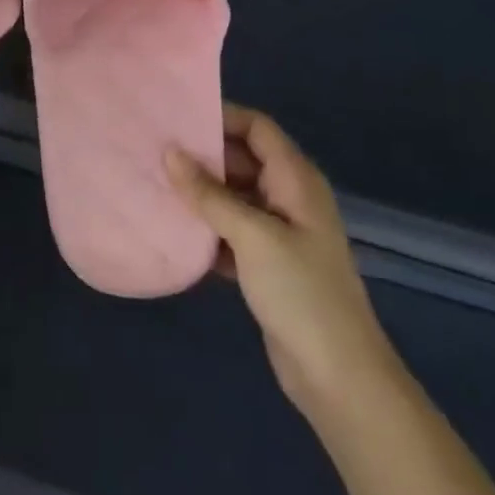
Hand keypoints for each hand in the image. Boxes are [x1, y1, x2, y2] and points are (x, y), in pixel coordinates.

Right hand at [167, 104, 396, 426]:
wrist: (339, 378)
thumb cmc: (301, 293)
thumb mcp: (252, 236)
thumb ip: (209, 194)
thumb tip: (170, 153)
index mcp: (296, 180)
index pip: (257, 128)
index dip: (222, 116)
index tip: (177, 116)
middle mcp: (288, 198)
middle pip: (243, 159)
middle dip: (203, 155)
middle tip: (155, 149)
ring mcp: (279, 233)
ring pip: (233, 197)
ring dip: (201, 193)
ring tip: (155, 182)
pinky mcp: (267, 264)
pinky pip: (231, 231)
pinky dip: (206, 227)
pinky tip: (173, 229)